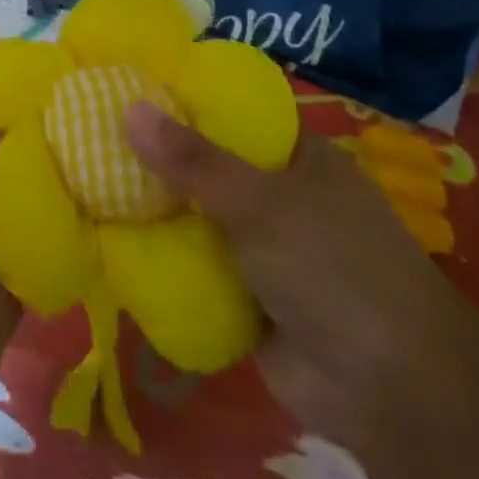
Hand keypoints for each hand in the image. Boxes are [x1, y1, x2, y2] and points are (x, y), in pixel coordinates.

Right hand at [126, 105, 478, 446]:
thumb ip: (192, 160)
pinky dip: (160, 255)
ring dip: (153, 207)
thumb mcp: (262, 202)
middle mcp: (279, 195)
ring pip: (196, 215)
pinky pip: (193, 264)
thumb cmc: (336, 268)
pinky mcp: (245, 296)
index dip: (183, 98)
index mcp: (297, 157)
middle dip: (157, 155)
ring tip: (86, 176)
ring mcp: (262, 247)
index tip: (126, 84)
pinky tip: (108, 237)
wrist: (392, 394)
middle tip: (91, 131)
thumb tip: (127, 107)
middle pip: (207, 164)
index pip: (232, 112)